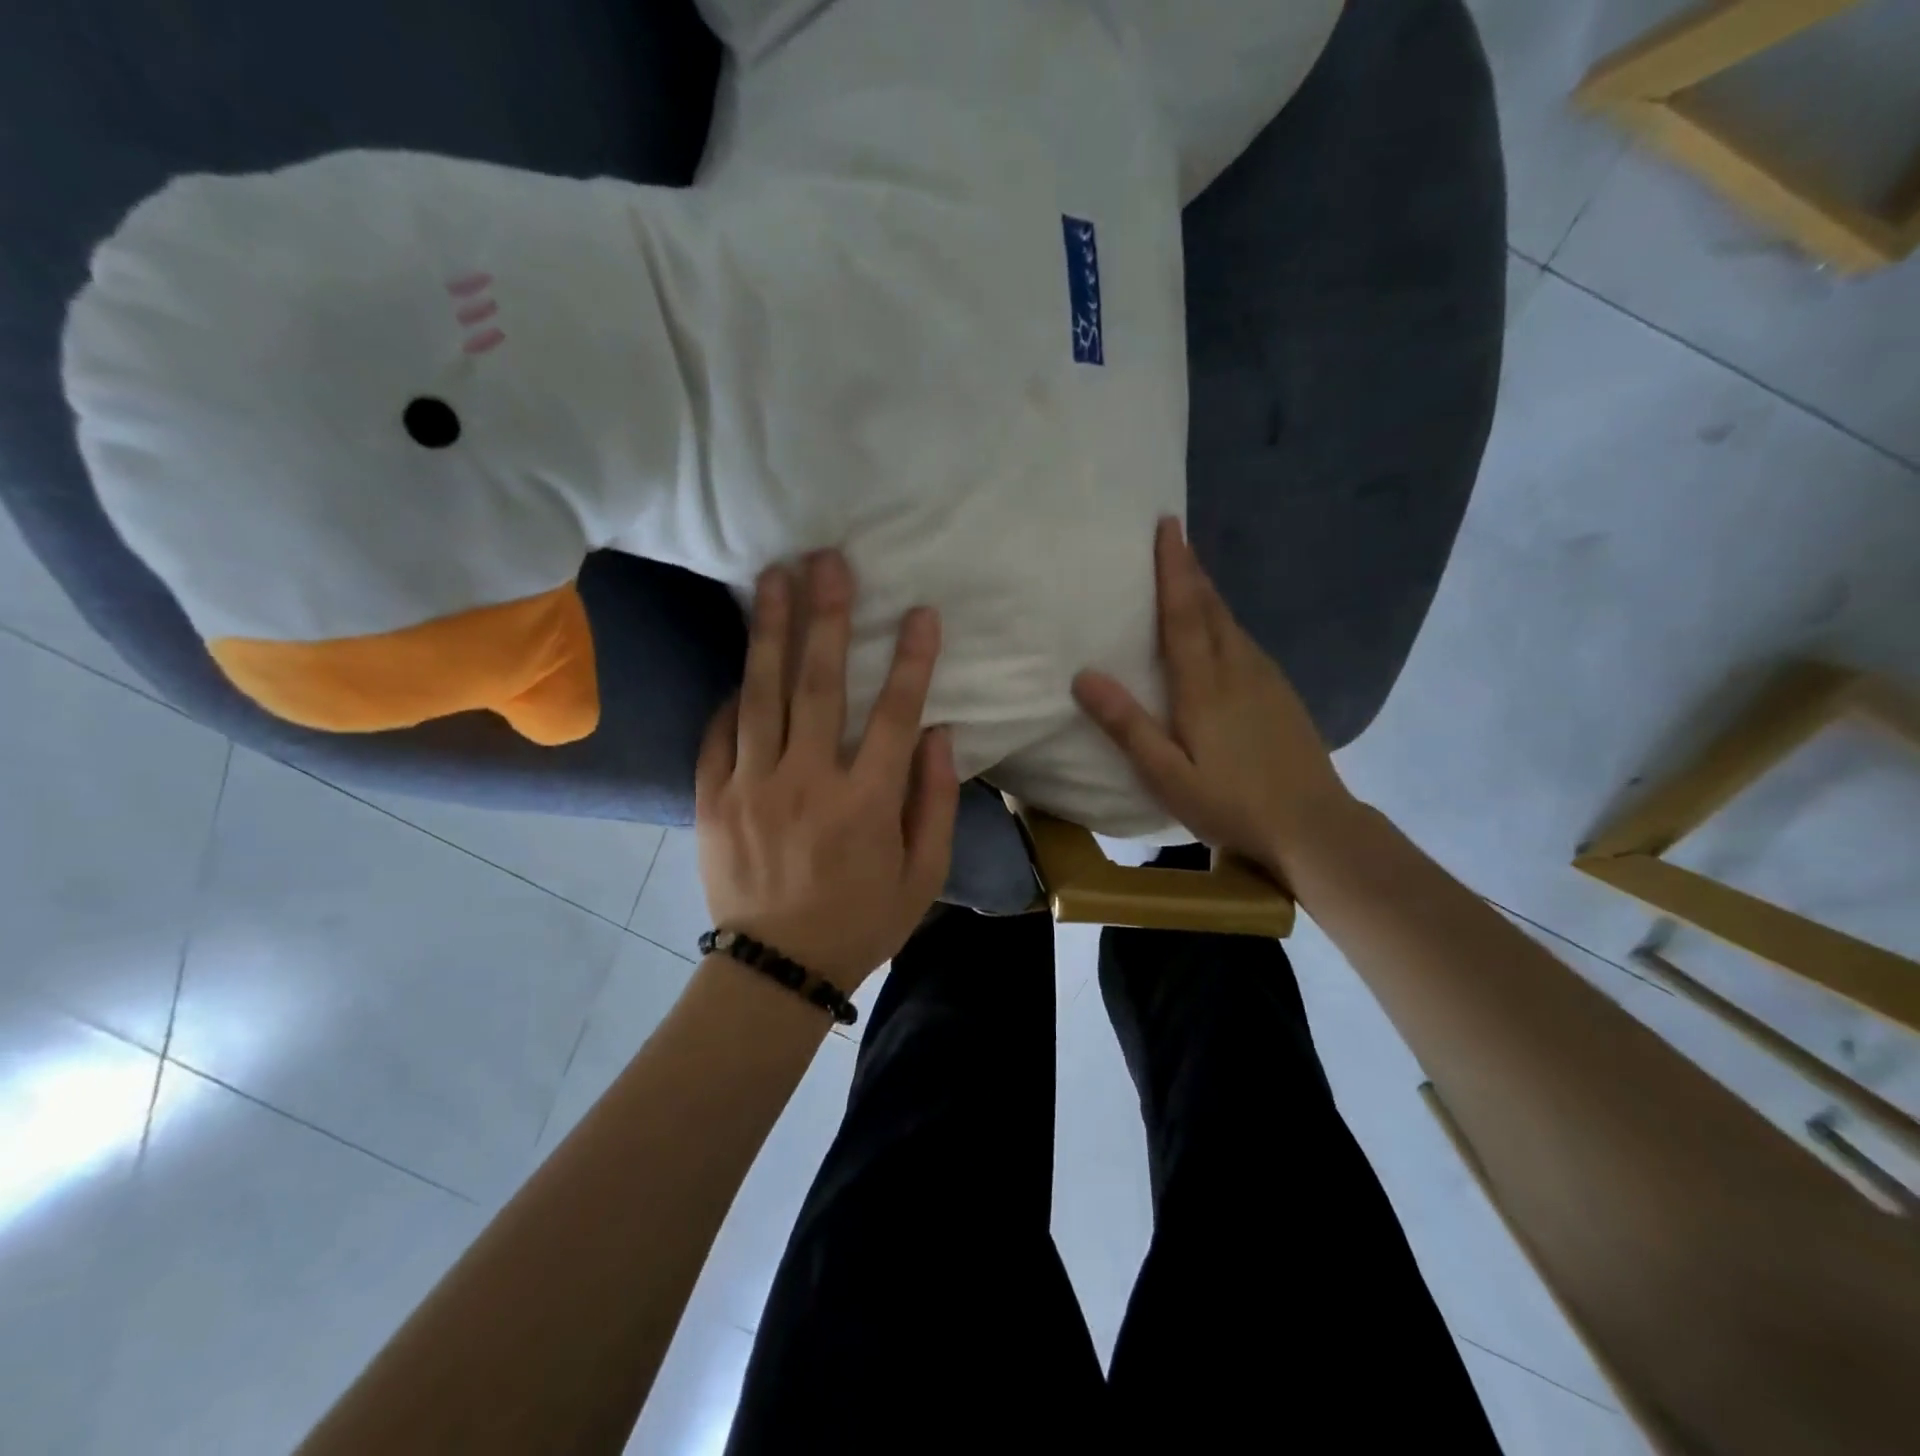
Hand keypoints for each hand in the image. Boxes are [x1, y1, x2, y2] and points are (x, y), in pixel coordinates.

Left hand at [696, 551, 958, 989]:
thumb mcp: (923, 876)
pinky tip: (742, 663)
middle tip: (827, 561)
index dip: (911, 660)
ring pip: (761, 694)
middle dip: (826, 617)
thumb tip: (939, 733)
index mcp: (866, 803)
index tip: (920, 612)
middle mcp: (806, 782)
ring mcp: (751, 787)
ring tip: (774, 578)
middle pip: (818, 685)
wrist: (775, 969)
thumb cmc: (861, 921)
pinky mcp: (711, 799)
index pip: (894, 714)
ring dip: (770, 631)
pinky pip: (719, 733)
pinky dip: (732, 696)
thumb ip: (934, 802)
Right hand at [1072, 518, 1358, 884]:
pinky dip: (1225, 620)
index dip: (1174, 568)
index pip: (1184, 613)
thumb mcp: (1168, 775)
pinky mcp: (1281, 693)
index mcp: (1205, 685)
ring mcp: (1266, 679)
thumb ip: (1127, 726)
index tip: (1167, 526)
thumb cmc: (1232, 804)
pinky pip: (1245, 641)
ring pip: (1231, 622)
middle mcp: (1238, 669)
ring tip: (1189, 573)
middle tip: (1174, 536)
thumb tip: (1083, 675)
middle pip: (1211, 607)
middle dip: (1191, 569)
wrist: (1314, 827)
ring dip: (1208, 592)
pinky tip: (1220, 629)